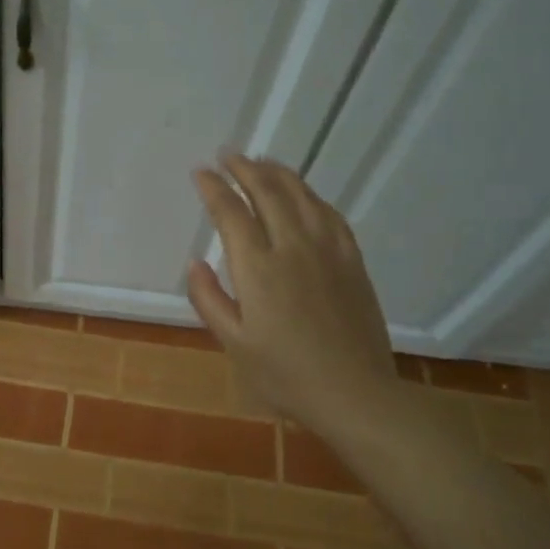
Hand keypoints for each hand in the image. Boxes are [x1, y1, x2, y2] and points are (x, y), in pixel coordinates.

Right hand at [187, 156, 404, 439]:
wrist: (354, 393)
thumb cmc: (285, 375)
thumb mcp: (233, 343)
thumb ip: (209, 299)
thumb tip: (195, 262)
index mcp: (258, 268)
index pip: (231, 212)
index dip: (214, 188)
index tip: (201, 172)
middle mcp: (292, 247)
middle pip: (267, 192)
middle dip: (244, 168)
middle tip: (228, 155)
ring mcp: (327, 250)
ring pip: (301, 195)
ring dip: (277, 173)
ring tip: (261, 162)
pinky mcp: (351, 260)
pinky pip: (329, 213)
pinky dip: (310, 195)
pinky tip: (303, 194)